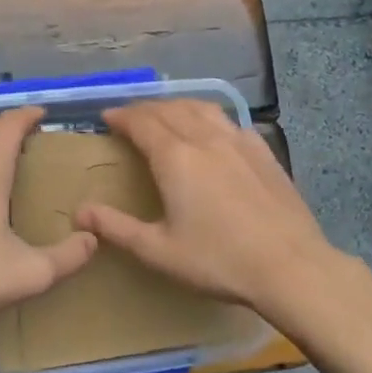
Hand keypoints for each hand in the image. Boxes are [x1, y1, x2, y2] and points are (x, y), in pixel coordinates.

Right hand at [73, 100, 345, 317]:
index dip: (121, 116)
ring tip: (165, 113)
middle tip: (129, 116)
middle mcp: (204, 138)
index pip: (141, 122)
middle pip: (169, 109)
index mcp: (175, 158)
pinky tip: (211, 130)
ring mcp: (238, 141)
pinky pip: (228, 120)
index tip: (106, 117)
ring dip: (176, 105)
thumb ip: (117, 228)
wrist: (291, 267)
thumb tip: (80, 212)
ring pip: (200, 108)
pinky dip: (208, 116)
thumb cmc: (219, 260)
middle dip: (144, 108)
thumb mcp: (159, 251)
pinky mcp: (263, 151)